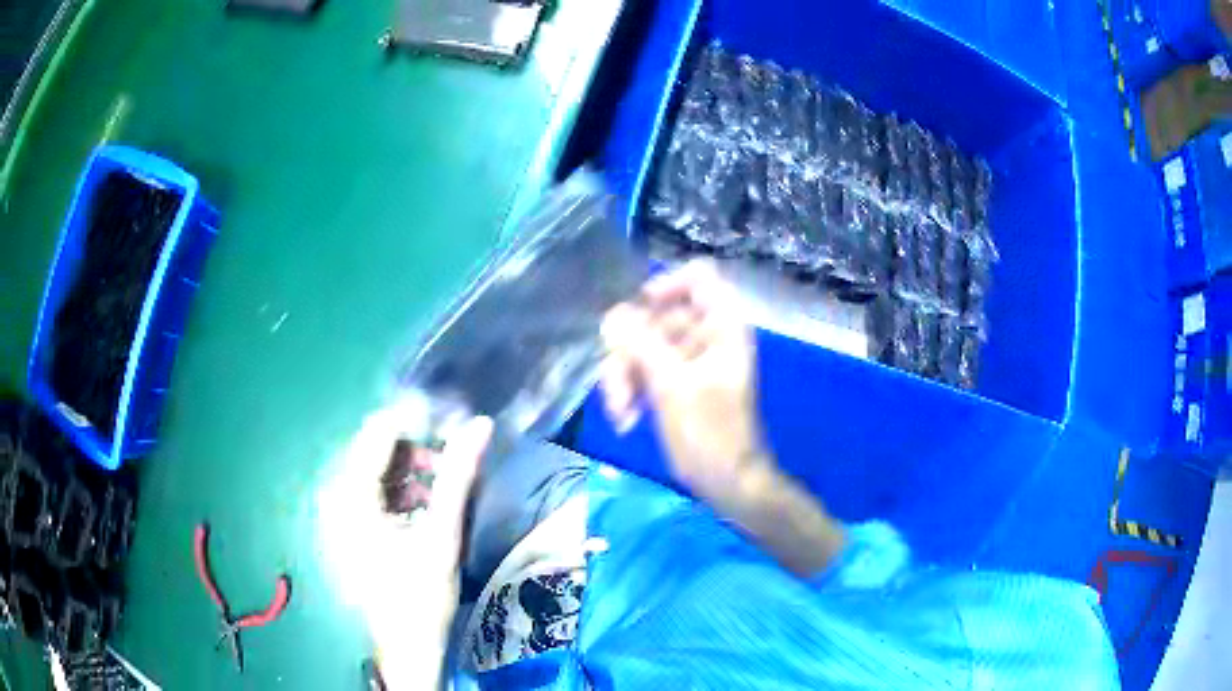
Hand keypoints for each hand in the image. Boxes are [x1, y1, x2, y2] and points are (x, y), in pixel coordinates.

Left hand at [319, 402, 492, 688]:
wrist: (407, 644)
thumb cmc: (421, 593)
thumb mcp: (442, 533)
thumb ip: (457, 476)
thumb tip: (478, 425)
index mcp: (351, 494)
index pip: (380, 431)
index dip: (419, 422)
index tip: (455, 429)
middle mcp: (337, 494)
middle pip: (377, 448)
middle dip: (417, 448)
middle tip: (453, 464)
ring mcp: (340, 510)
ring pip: (377, 468)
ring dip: (413, 470)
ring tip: (444, 489)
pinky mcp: (350, 524)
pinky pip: (375, 490)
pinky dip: (402, 490)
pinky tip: (426, 506)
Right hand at [600, 260, 769, 507]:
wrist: (726, 482)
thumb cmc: (710, 434)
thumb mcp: (672, 386)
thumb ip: (641, 344)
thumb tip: (611, 315)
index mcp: (722, 327)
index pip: (699, 278)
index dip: (666, 285)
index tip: (639, 310)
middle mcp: (707, 337)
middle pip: (658, 316)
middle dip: (631, 348)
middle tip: (617, 380)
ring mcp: (690, 361)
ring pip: (644, 345)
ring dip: (625, 375)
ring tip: (620, 410)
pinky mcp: (676, 383)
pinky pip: (645, 370)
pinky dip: (632, 390)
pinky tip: (625, 419)